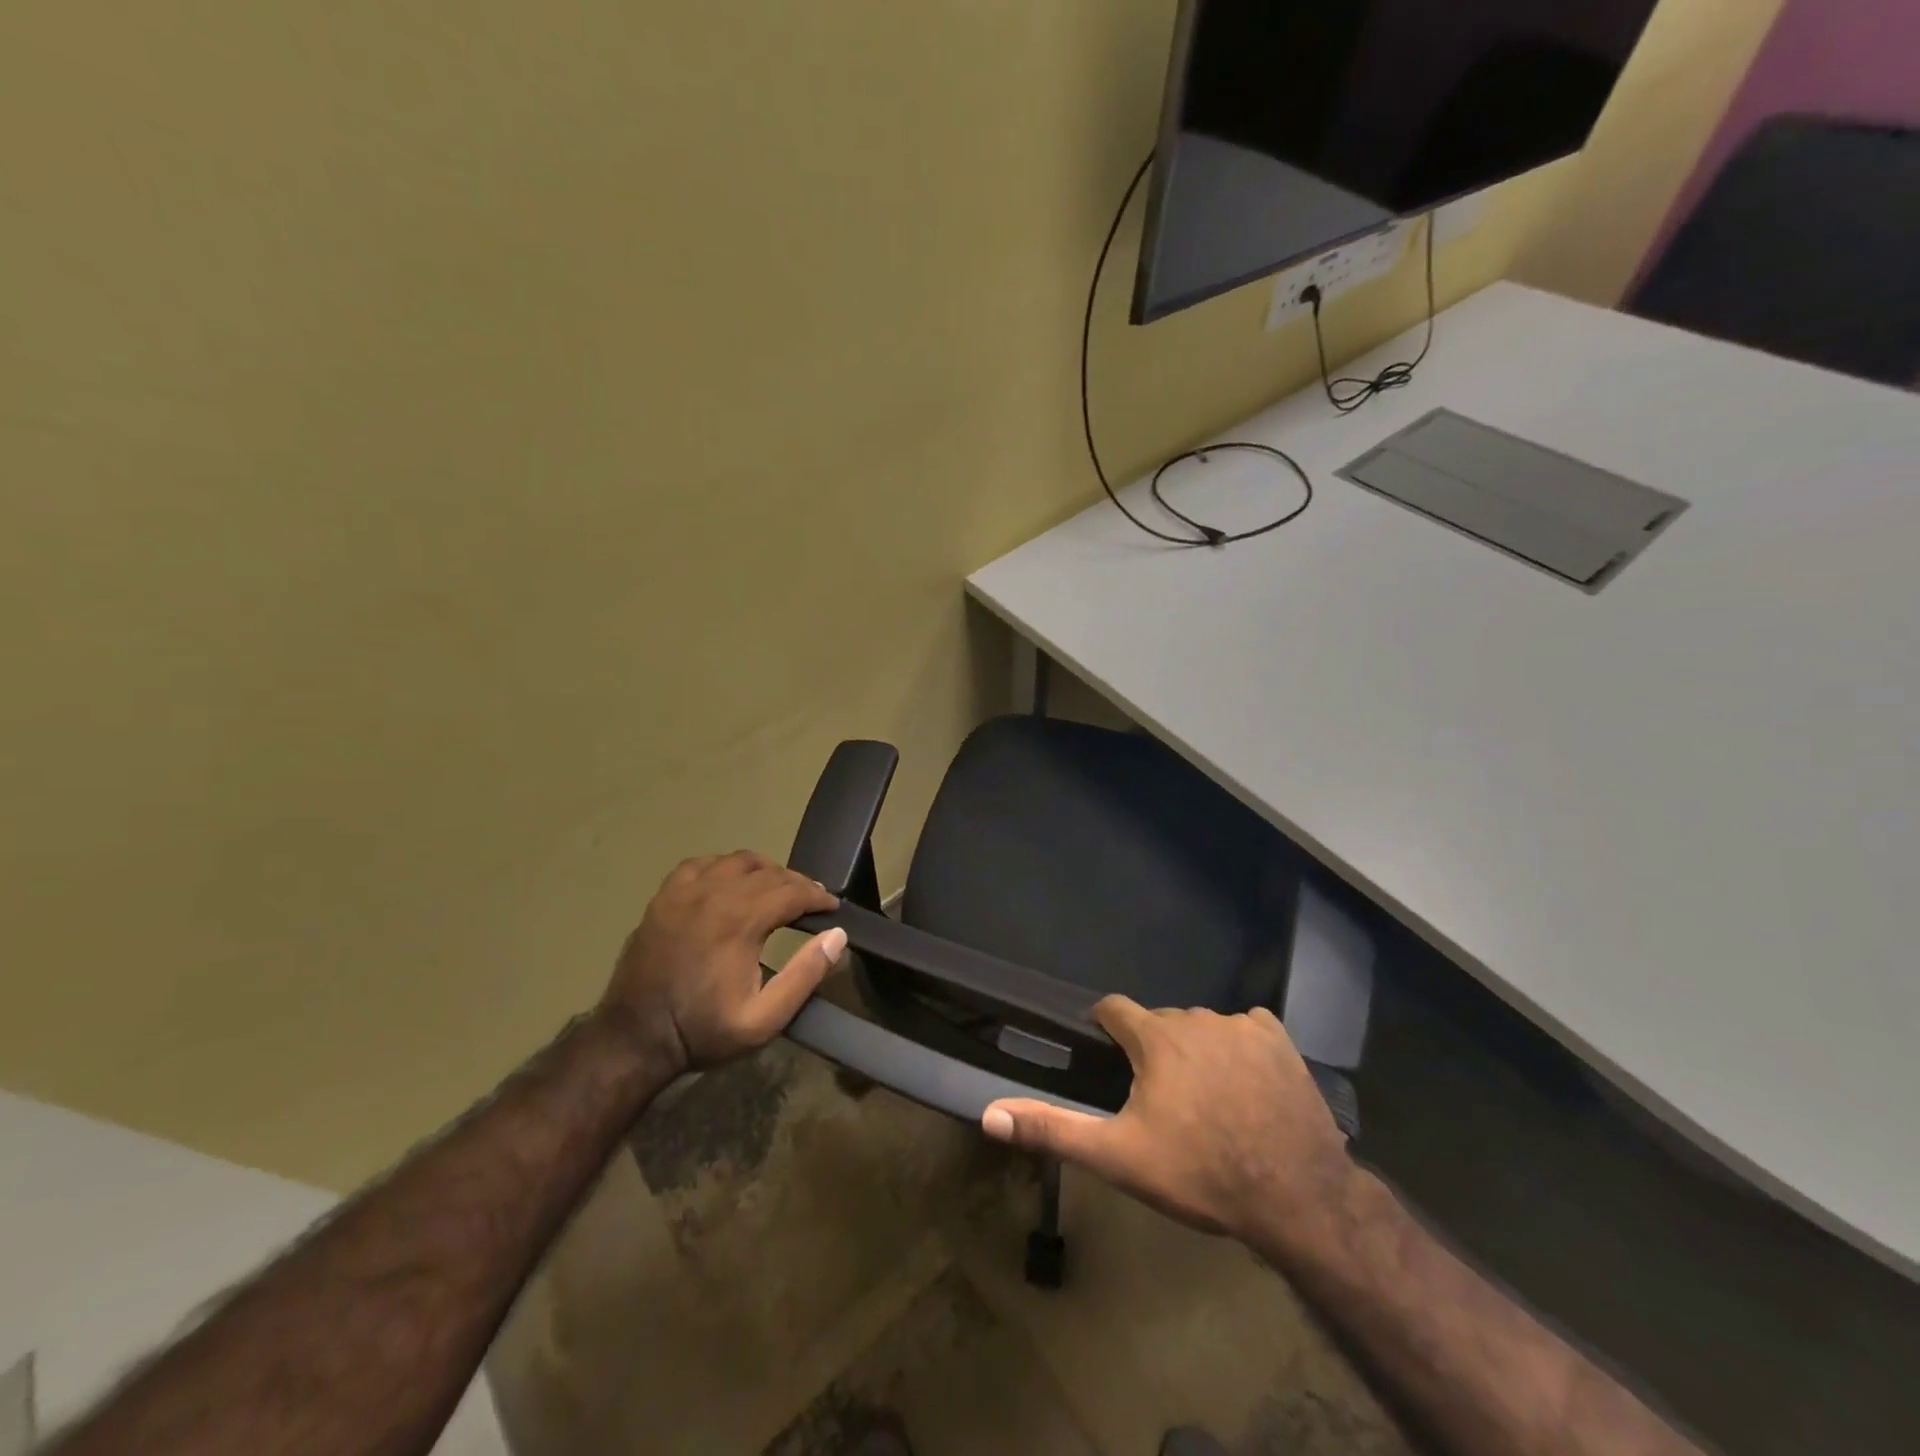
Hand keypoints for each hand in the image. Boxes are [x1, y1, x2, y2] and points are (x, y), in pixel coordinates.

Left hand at [601, 852, 843, 1072]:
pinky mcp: (664, 896)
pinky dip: (725, 867)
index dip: (818, 896)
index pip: (792, 891)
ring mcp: (685, 891)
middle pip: (769, 872)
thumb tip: (837, 936)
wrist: (634, 1039)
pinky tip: (731, 883)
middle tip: (812, 901)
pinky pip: (703, 863)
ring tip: (776, 890)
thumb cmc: (702, 1031)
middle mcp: (714, 894)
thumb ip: (805, 976)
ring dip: (764, 871)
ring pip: (738, 860)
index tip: (832, 908)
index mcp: (740, 921)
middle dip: (797, 883)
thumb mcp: (763, 1020)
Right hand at [981, 998, 1354, 1248]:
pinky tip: (1246, 1081)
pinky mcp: (1279, 1039)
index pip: (1114, 1008)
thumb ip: (1053, 1128)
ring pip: (1202, 1025)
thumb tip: (990, 1115)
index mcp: (1155, 1037)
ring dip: (1195, 1048)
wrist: (1295, 1195)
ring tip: (1204, 1095)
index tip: (1104, 1049)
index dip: (1104, 1025)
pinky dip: (1239, 1045)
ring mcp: (1241, 1025)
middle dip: (1152, 1046)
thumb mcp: (1119, 1157)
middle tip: (1157, 1094)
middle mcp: (1195, 1018)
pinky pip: (1247, 1027)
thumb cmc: (1200, 1173)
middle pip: (1160, 1021)